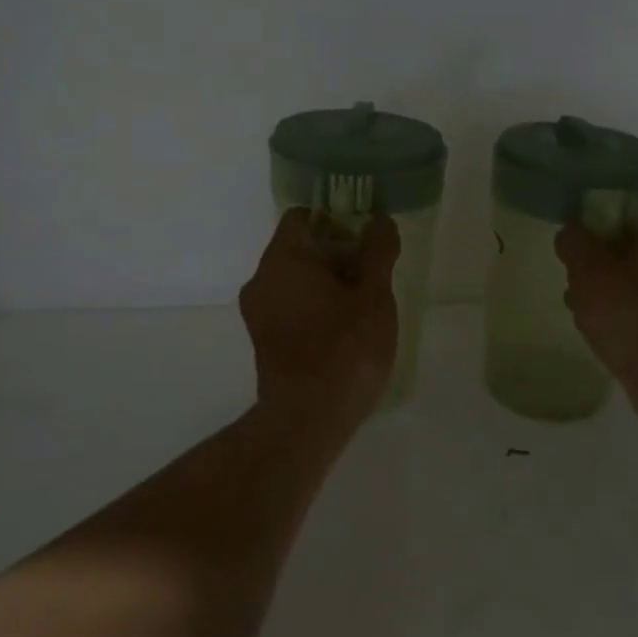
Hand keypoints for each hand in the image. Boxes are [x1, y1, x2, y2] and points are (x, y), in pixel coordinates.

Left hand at [240, 208, 400, 432]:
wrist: (308, 419)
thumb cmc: (345, 349)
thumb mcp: (374, 296)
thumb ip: (378, 252)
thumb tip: (380, 220)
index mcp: (283, 260)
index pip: (302, 217)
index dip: (337, 220)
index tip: (366, 240)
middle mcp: (261, 280)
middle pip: (300, 248)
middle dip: (338, 255)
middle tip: (374, 276)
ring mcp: (258, 313)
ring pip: (296, 280)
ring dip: (329, 284)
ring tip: (365, 306)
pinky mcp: (263, 341)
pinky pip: (290, 307)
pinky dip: (315, 307)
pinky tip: (345, 331)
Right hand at [557, 219, 637, 395]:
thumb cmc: (630, 315)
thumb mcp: (589, 272)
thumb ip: (575, 244)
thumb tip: (570, 231)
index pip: (626, 225)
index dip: (594, 239)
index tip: (573, 260)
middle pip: (631, 259)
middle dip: (599, 274)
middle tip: (575, 291)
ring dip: (610, 301)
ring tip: (584, 320)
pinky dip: (627, 325)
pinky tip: (607, 341)